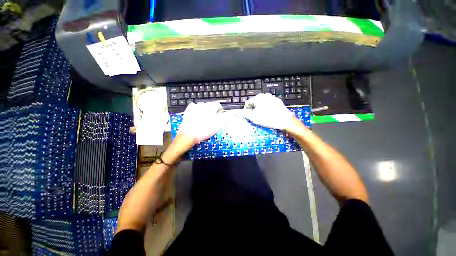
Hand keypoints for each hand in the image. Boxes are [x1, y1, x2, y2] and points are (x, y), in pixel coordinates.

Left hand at [178, 102, 222, 143]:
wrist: (189, 134)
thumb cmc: (204, 131)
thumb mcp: (217, 126)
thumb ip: (222, 118)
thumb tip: (224, 115)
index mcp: (211, 108)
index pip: (218, 105)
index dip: (220, 110)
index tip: (220, 114)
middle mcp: (203, 105)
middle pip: (210, 105)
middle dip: (212, 110)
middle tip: (212, 118)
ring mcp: (195, 106)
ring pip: (202, 106)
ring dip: (204, 110)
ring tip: (204, 118)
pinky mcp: (189, 109)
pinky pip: (194, 107)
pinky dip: (197, 110)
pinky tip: (197, 115)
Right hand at [243, 93, 293, 129]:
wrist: (284, 120)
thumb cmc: (268, 118)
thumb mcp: (254, 118)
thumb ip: (245, 114)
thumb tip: (240, 112)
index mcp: (258, 98)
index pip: (248, 102)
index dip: (246, 109)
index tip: (248, 115)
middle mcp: (264, 95)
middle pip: (255, 102)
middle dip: (253, 108)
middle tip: (255, 116)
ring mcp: (272, 98)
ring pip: (262, 103)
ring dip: (260, 108)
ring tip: (262, 116)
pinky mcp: (277, 101)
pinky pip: (269, 104)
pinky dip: (266, 108)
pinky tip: (268, 114)